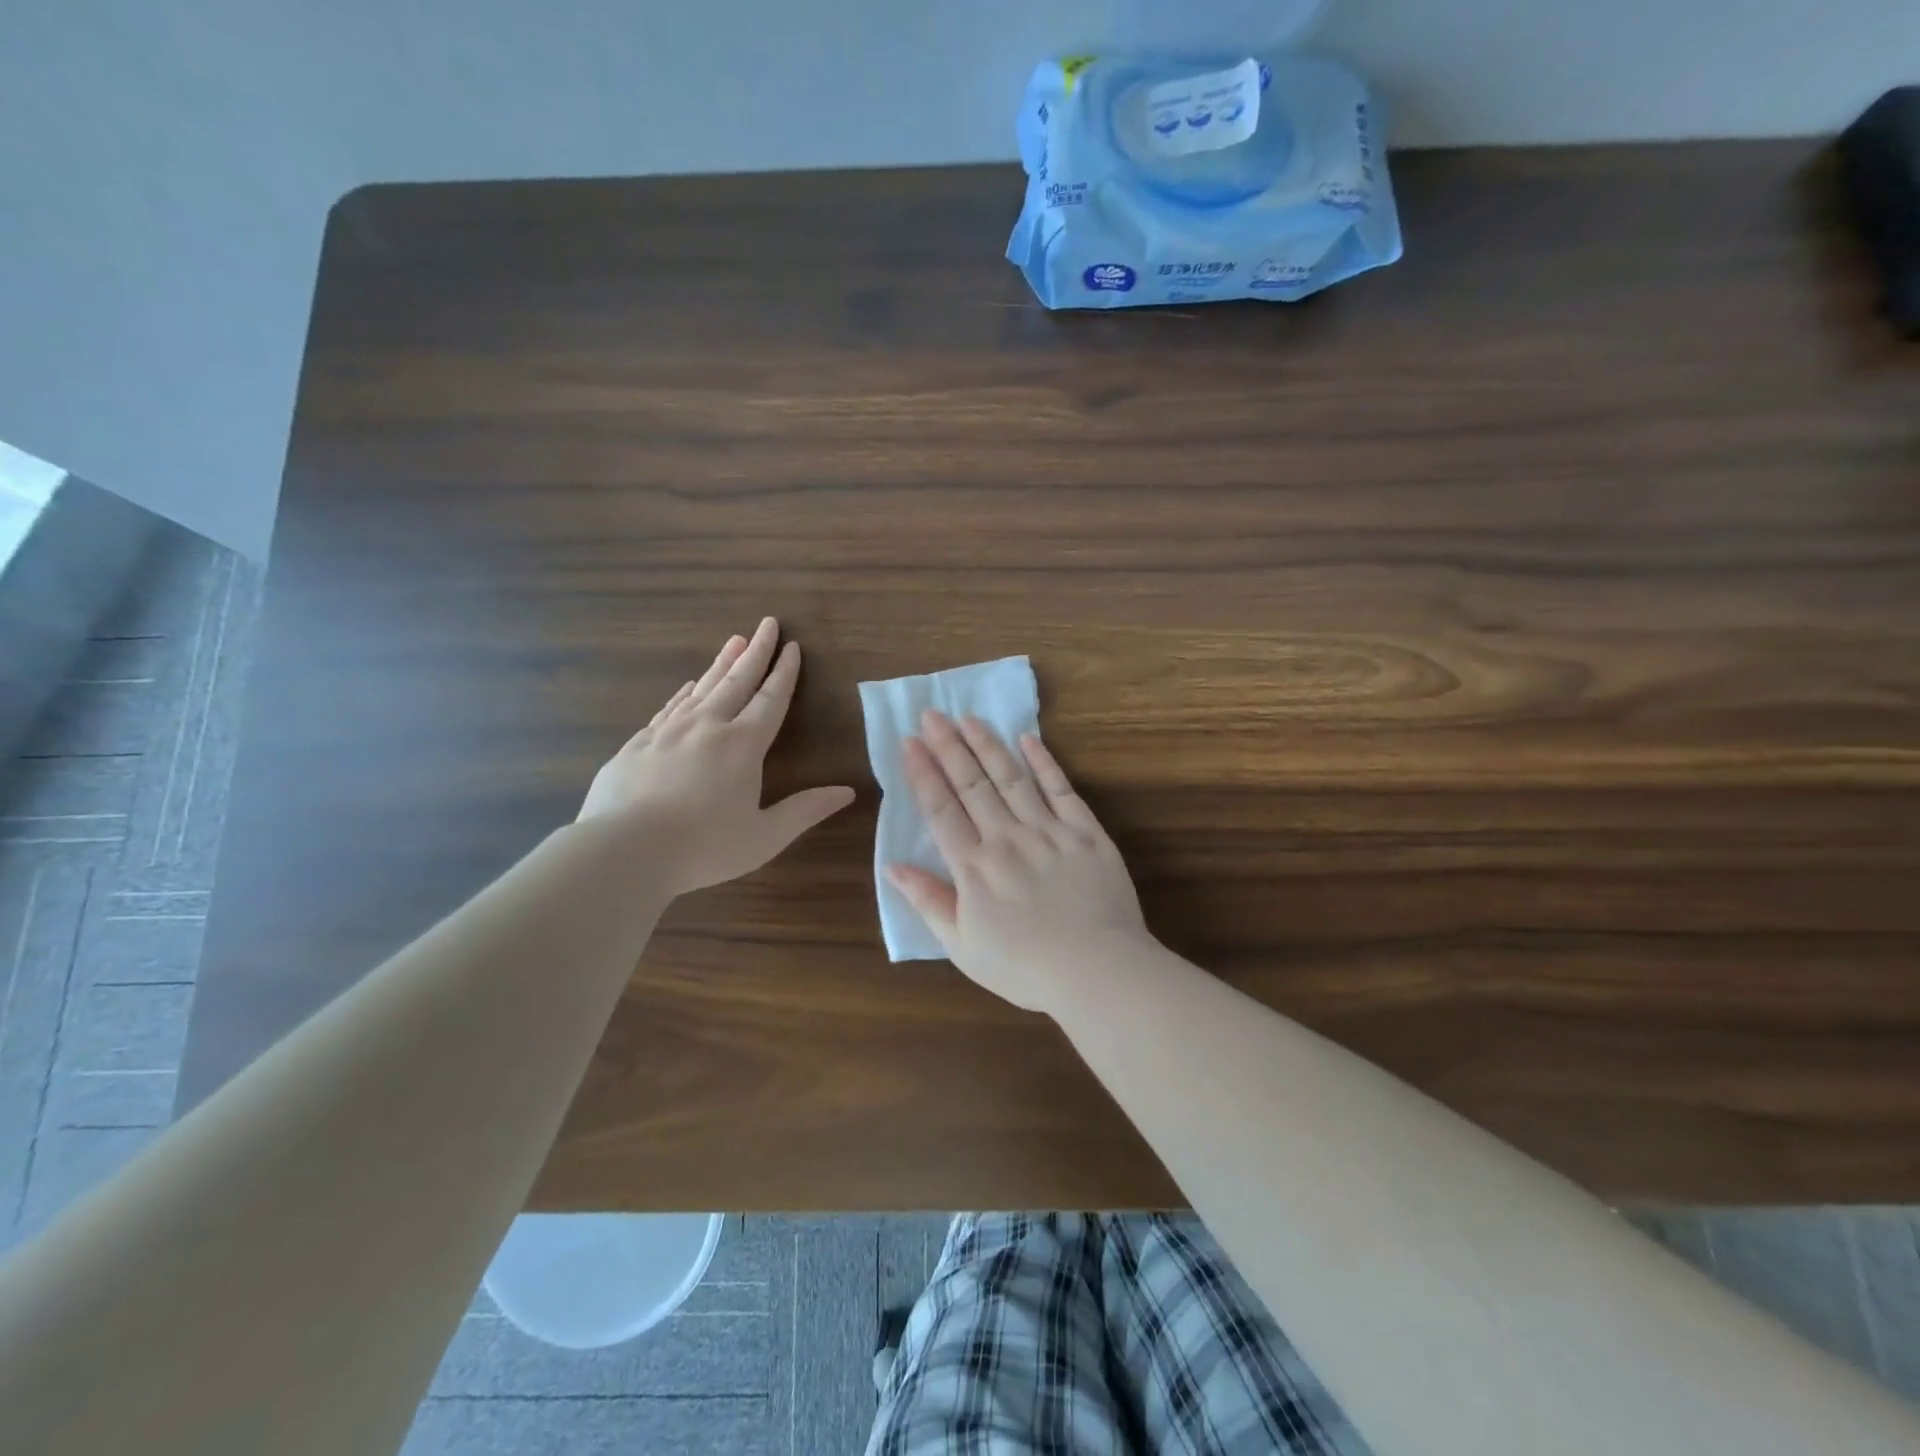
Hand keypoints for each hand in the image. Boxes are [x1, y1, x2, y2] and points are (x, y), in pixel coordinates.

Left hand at [579, 618, 854, 895]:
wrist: (623, 850)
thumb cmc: (703, 847)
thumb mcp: (765, 837)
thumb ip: (805, 811)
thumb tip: (846, 792)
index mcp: (743, 745)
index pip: (771, 700)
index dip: (784, 673)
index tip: (792, 647)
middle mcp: (708, 726)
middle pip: (737, 680)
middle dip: (756, 651)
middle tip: (766, 623)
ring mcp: (669, 731)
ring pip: (702, 687)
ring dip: (722, 664)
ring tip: (734, 641)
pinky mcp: (638, 743)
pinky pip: (669, 707)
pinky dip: (685, 692)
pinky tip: (689, 686)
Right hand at [886, 710, 1150, 1014]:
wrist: (1096, 971)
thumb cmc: (1023, 967)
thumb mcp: (962, 946)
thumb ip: (928, 901)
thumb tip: (892, 866)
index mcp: (973, 866)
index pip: (940, 809)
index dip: (922, 773)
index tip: (909, 741)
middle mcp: (1006, 838)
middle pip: (971, 783)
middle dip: (949, 745)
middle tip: (933, 713)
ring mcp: (1048, 830)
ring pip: (1011, 777)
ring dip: (988, 744)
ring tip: (969, 717)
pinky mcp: (1085, 831)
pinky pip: (1060, 789)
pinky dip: (1043, 762)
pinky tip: (1028, 739)